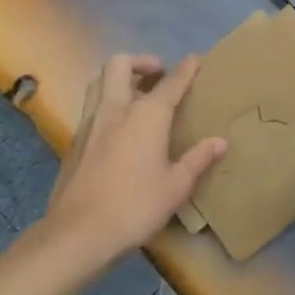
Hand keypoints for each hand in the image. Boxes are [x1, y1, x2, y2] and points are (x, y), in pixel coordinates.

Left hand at [45, 54, 224, 265]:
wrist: (77, 233)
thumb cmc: (135, 206)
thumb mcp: (176, 186)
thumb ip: (198, 159)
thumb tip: (220, 141)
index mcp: (147, 115)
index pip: (171, 82)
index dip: (185, 69)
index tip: (194, 60)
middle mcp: (116, 108)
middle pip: (121, 64)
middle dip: (141, 61)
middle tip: (157, 74)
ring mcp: (90, 123)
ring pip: (99, 81)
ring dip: (118, 77)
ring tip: (135, 94)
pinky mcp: (74, 141)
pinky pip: (91, 106)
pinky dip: (106, 102)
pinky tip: (117, 126)